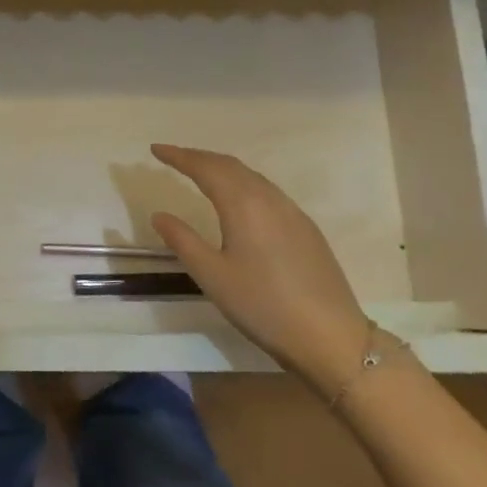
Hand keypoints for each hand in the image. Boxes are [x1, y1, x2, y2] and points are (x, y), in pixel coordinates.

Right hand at [150, 144, 373, 394]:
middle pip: (230, 166)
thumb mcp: (212, 276)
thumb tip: (160, 215)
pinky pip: (268, 191)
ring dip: (223, 168)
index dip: (179, 156)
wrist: (330, 336)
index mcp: (244, 205)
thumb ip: (183, 240)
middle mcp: (269, 199)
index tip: (155, 150)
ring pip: (252, 177)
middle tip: (173, 157)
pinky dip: (243, 183)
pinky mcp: (306, 229)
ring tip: (201, 173)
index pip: (205, 168)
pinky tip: (239, 200)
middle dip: (199, 157)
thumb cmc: (263, 306)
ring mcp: (293, 212)